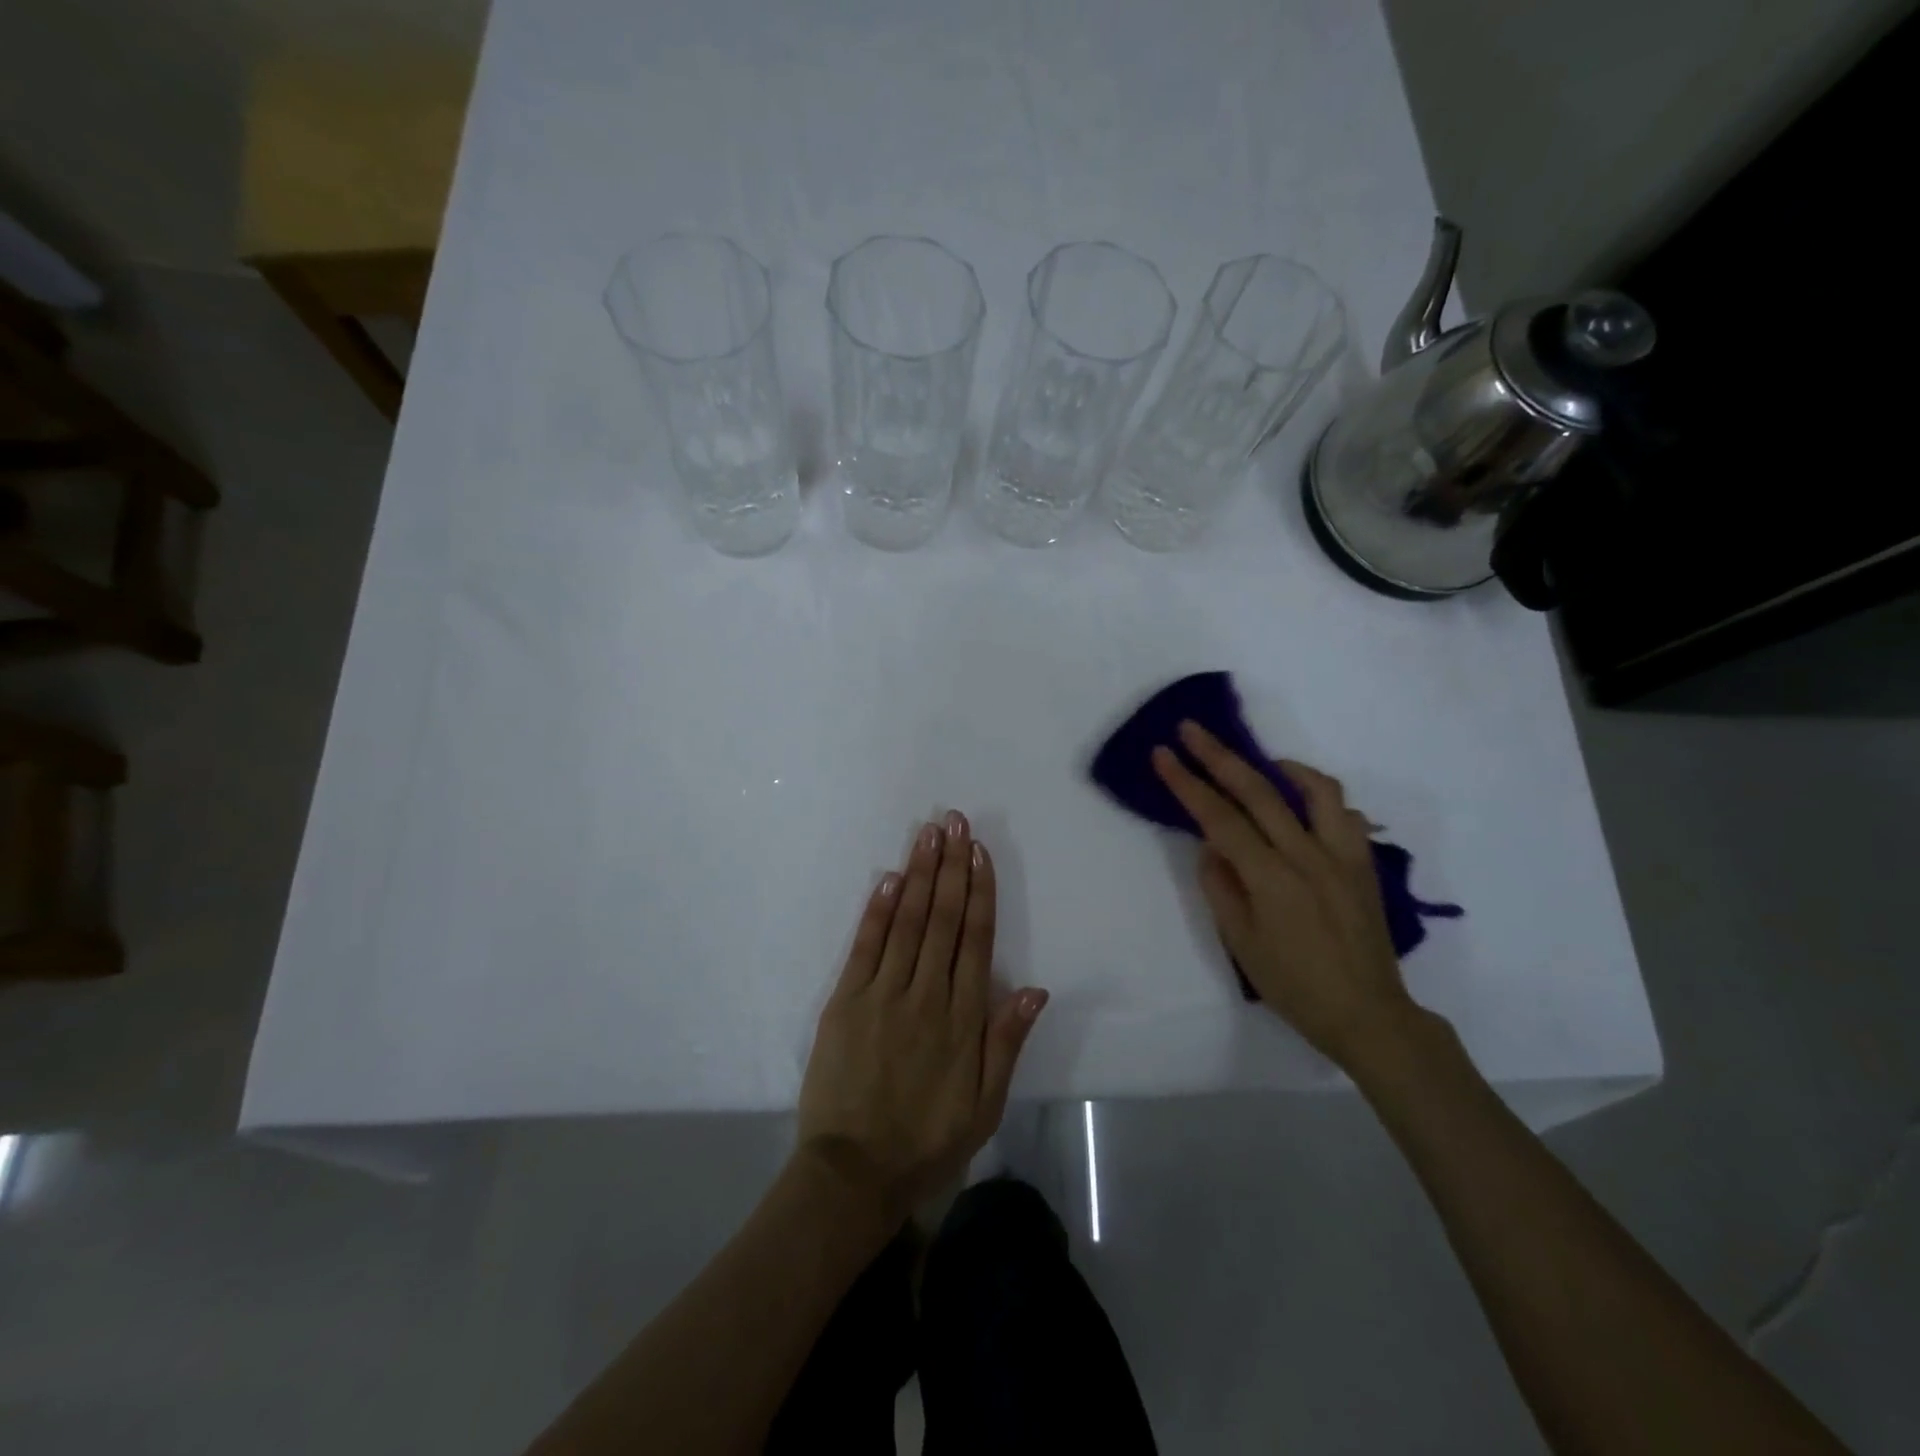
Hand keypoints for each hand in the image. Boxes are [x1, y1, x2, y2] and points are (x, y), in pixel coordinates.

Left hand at [797, 812, 1048, 1219]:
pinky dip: (879, 910)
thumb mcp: (985, 1105)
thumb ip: (1006, 1042)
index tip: (979, 851)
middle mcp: (926, 994)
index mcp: (963, 1018)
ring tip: (928, 834)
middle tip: (954, 821)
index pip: (976, 939)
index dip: (980, 891)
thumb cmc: (927, 1139)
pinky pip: (865, 947)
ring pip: (908, 922)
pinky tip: (890, 878)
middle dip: (951, 867)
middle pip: (943, 919)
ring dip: (920, 874)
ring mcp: (883, 994)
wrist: (854, 1173)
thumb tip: (1035, 989)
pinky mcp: (846, 1001)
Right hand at [1151, 721, 1413, 1067]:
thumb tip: (1210, 845)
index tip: (1163, 754)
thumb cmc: (1293, 984)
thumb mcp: (1240, 942)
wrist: (1367, 1013)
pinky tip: (1301, 804)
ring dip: (1280, 766)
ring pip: (1315, 789)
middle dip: (1219, 755)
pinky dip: (1319, 796)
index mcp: (1271, 879)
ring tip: (1259, 762)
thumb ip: (1220, 886)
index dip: (1187, 783)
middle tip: (1192, 729)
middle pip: (1259, 790)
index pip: (1219, 818)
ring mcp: (1342, 855)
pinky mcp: (1364, 863)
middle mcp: (1308, 856)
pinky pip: (1344, 813)